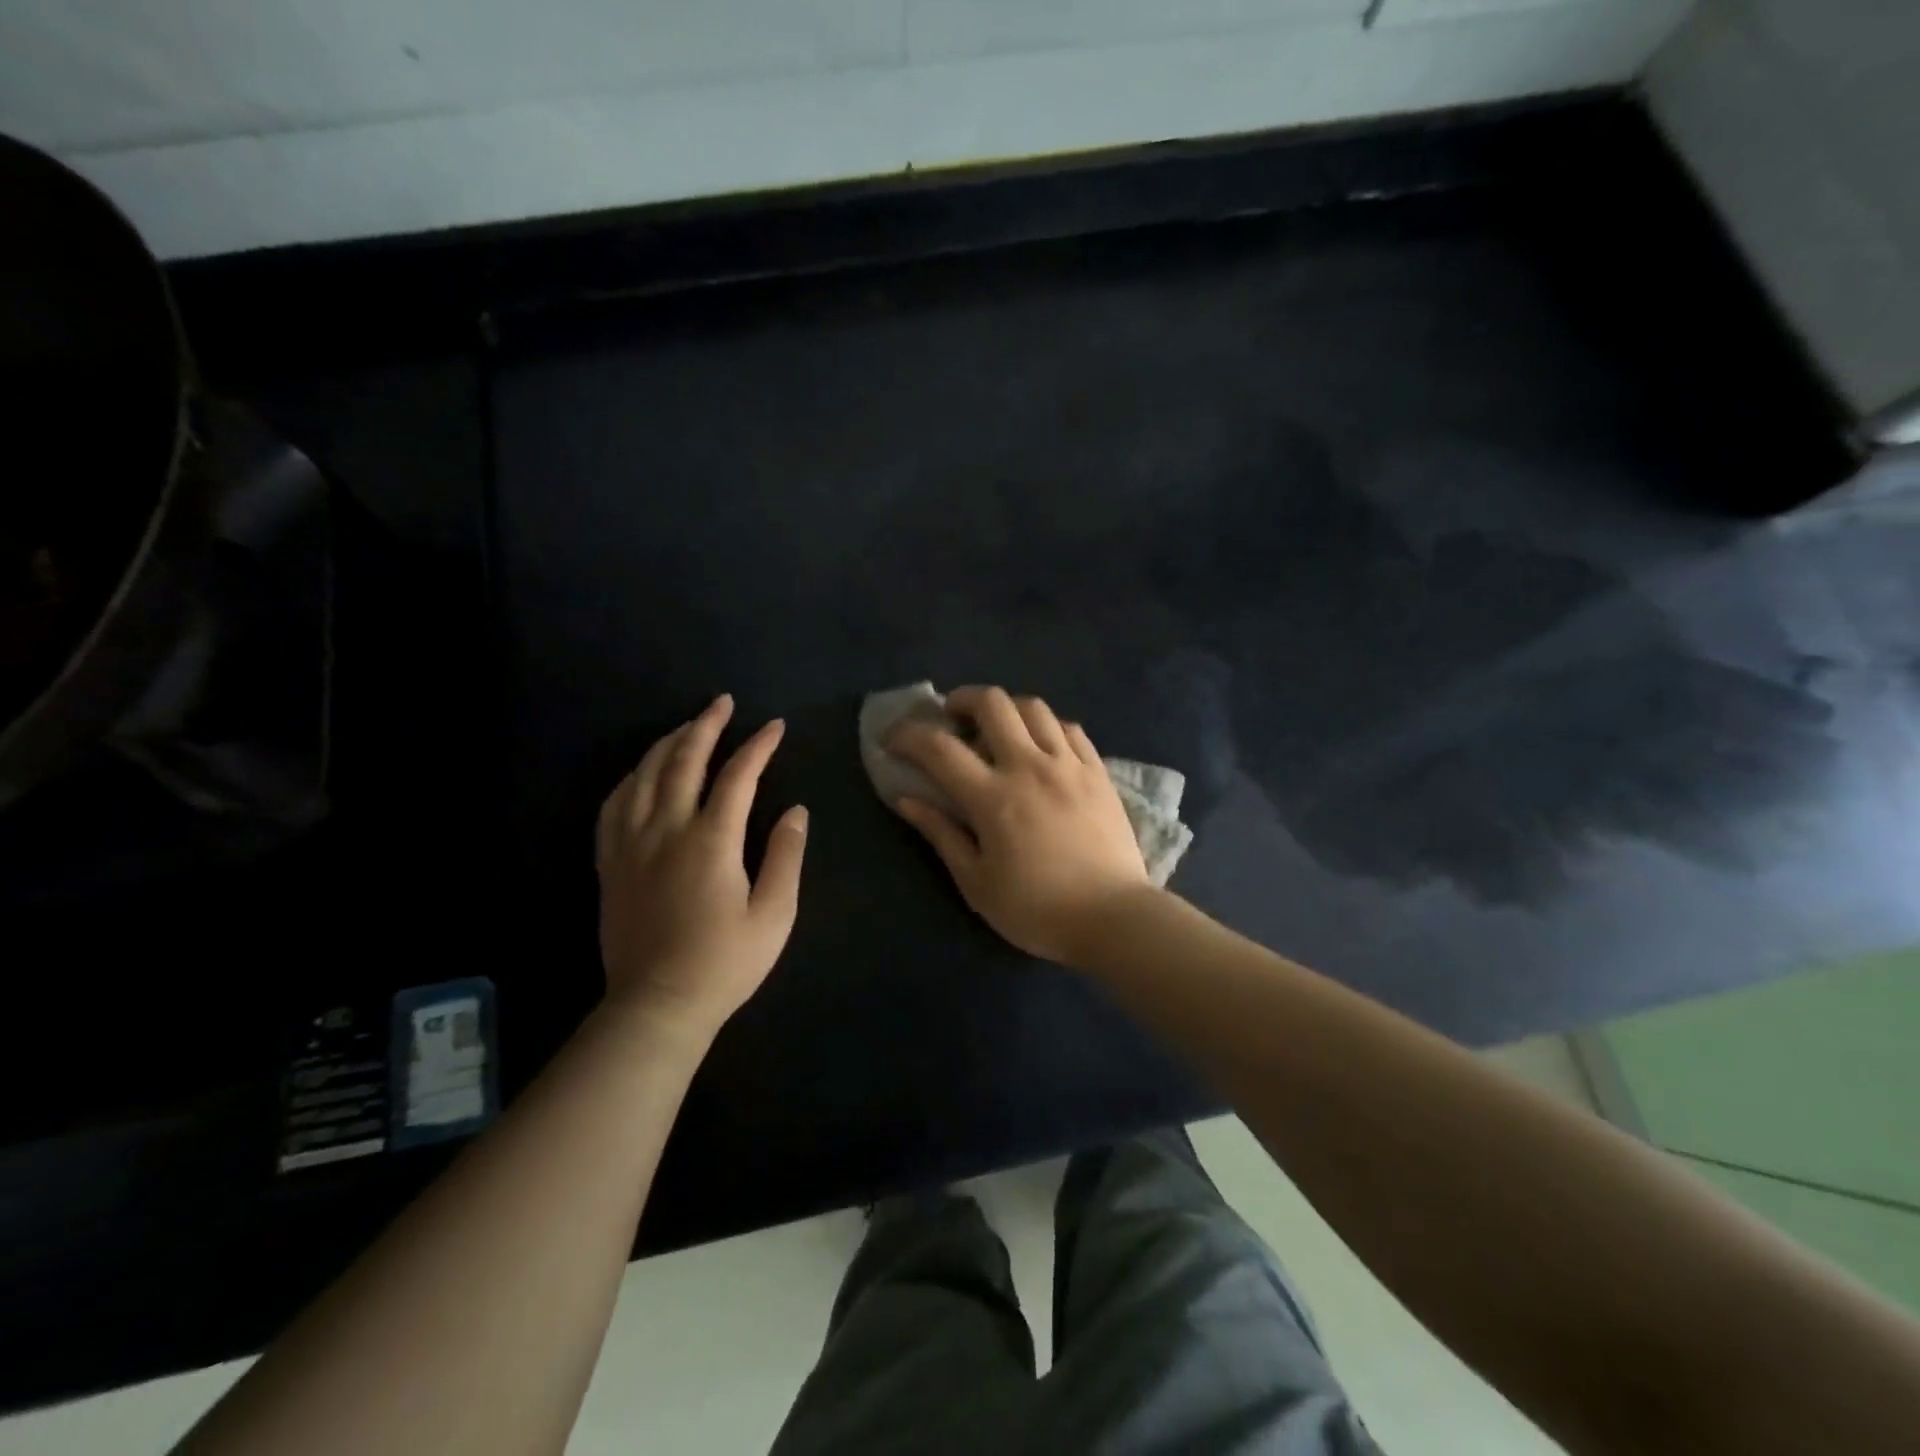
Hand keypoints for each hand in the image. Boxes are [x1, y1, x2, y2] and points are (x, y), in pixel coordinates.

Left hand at [595, 695, 807, 1039]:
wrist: (657, 1005)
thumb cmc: (725, 962)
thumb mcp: (774, 914)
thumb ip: (786, 856)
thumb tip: (796, 811)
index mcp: (711, 841)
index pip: (737, 776)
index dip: (758, 746)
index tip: (774, 726)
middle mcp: (666, 830)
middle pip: (683, 761)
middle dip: (706, 725)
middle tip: (722, 703)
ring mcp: (631, 844)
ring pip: (644, 775)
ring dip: (668, 743)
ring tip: (687, 726)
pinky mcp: (611, 863)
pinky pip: (614, 805)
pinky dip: (632, 777)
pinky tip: (641, 772)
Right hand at [887, 686, 1153, 964]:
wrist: (1113, 918)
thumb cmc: (1037, 909)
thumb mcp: (976, 882)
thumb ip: (941, 833)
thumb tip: (906, 799)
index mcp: (993, 798)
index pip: (939, 747)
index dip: (908, 735)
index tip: (892, 739)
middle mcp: (1030, 767)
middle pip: (992, 703)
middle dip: (961, 700)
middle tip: (951, 719)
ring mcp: (1069, 764)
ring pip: (1033, 707)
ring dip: (1005, 708)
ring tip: (996, 729)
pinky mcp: (1098, 771)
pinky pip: (1069, 727)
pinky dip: (1045, 726)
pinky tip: (1040, 746)